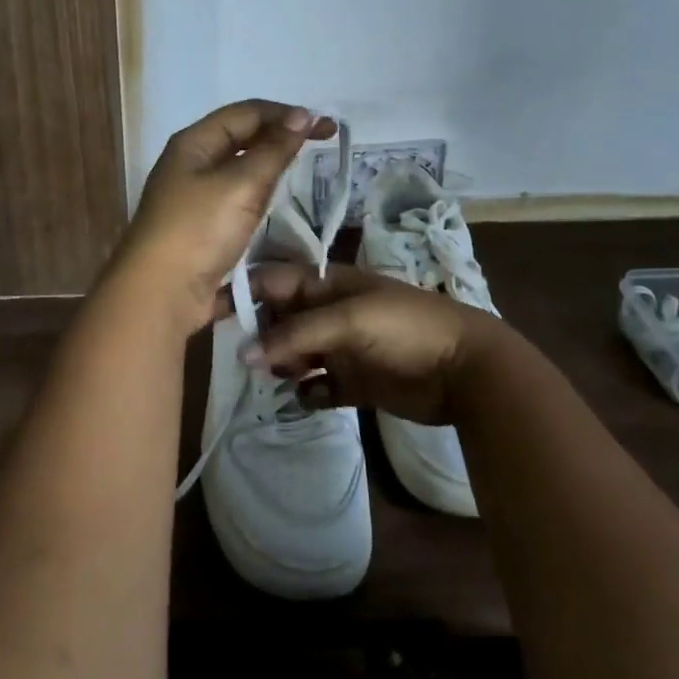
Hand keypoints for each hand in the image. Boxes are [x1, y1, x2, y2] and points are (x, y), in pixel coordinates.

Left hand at [108, 100, 334, 331]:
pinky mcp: (200, 228)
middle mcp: (191, 164)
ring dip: (269, 166)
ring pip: (239, 171)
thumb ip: (273, 150)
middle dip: (279, 137)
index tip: (326, 127)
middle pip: (241, 138)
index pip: (246, 112)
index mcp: (194, 143)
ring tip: (303, 170)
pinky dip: (258, 197)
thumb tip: (302, 116)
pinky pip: (235, 201)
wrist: (159, 294)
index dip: (286, 114)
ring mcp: (193, 197)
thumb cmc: (198, 229)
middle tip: (321, 145)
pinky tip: (275, 206)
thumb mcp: (240, 185)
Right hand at [231, 263, 508, 425]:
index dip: (244, 293)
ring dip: (281, 365)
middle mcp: (329, 313)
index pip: (274, 281)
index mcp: (327, 284)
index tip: (211, 314)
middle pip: (279, 319)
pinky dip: (307, 392)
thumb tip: (242, 355)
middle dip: (259, 335)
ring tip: (275, 379)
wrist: (466, 370)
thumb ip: (295, 335)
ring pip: (294, 354)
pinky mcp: (354, 382)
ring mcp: (341, 348)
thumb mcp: (349, 320)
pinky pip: (317, 387)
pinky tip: (307, 397)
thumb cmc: (406, 329)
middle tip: (243, 358)